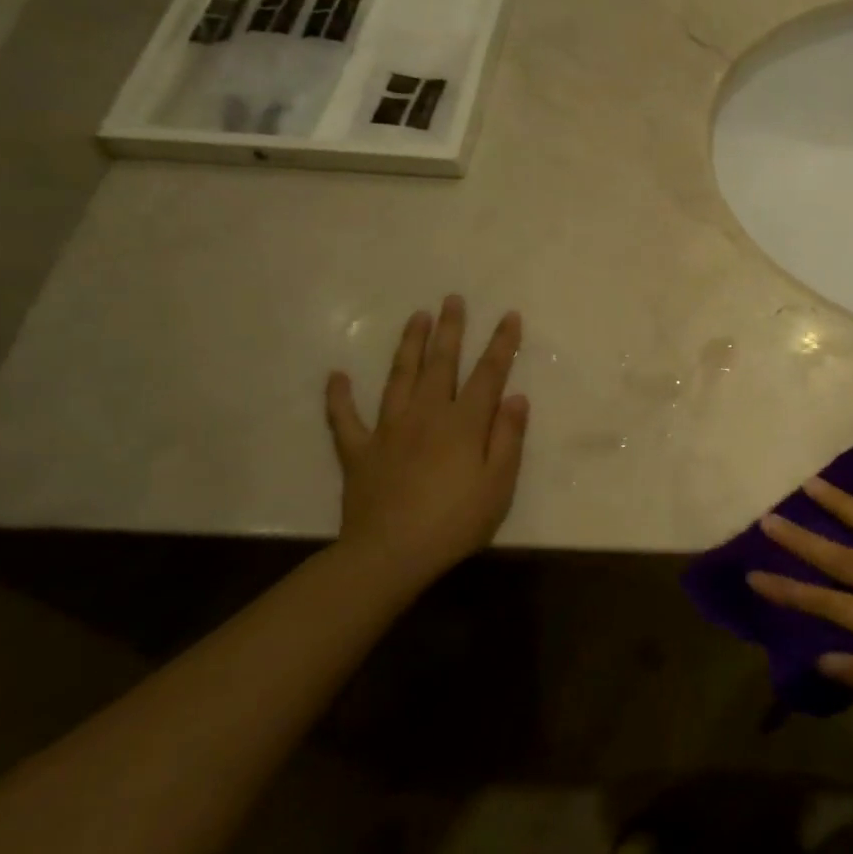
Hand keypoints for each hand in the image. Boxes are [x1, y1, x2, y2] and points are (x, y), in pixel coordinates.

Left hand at [326, 297, 528, 582]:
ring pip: (399, 378)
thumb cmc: (456, 521)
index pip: (488, 374)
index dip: (501, 344)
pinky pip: (345, 419)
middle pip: (441, 363)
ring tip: (416, 318)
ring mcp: (388, 430)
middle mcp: (426, 415)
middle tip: (453, 299)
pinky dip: (339, 397)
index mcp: (464, 423)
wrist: (391, 554)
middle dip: (450, 329)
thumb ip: (508, 437)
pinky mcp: (359, 451)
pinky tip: (336, 376)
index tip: (509, 315)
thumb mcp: (499, 484)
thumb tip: (516, 397)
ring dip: (409, 346)